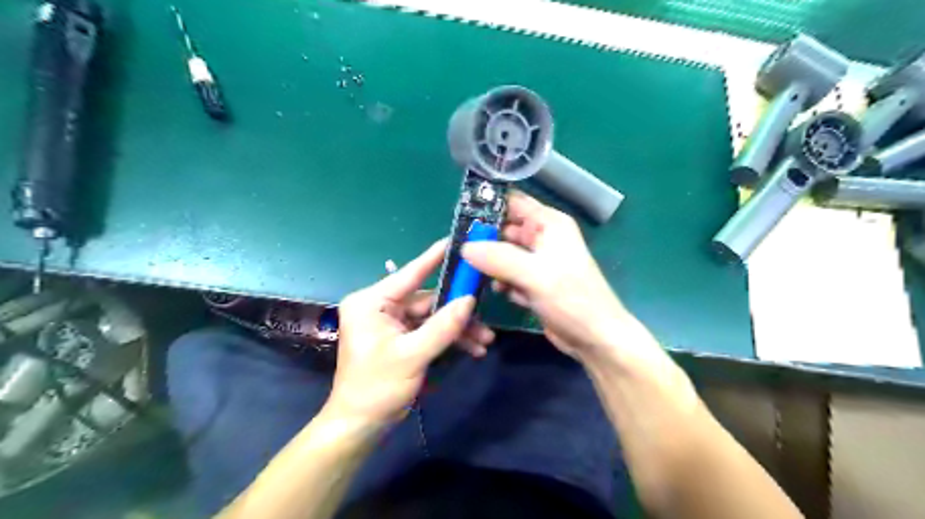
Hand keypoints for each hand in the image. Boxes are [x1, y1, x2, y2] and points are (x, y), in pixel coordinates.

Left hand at [329, 239, 494, 424]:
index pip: (409, 274)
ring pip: (433, 316)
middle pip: (427, 300)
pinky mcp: (400, 337)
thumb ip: (443, 327)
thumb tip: (470, 300)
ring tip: (485, 341)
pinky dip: (449, 338)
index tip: (456, 241)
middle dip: (458, 311)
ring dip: (458, 328)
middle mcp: (381, 306)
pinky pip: (429, 330)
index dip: (435, 258)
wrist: (361, 425)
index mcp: (372, 302)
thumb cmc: (377, 388)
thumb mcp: (412, 355)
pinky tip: (472, 349)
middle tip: (486, 316)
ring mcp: (391, 322)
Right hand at [460, 191, 644, 365]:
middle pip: (504, 229)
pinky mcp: (533, 283)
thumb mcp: (534, 275)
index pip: (513, 203)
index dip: (487, 206)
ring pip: (503, 254)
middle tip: (456, 249)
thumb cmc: (573, 300)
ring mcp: (537, 262)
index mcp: (549, 224)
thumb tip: (464, 247)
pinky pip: (508, 274)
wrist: (595, 339)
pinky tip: (500, 292)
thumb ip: (498, 258)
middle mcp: (543, 238)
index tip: (458, 217)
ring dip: (490, 263)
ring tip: (472, 273)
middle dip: (482, 239)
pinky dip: (501, 281)